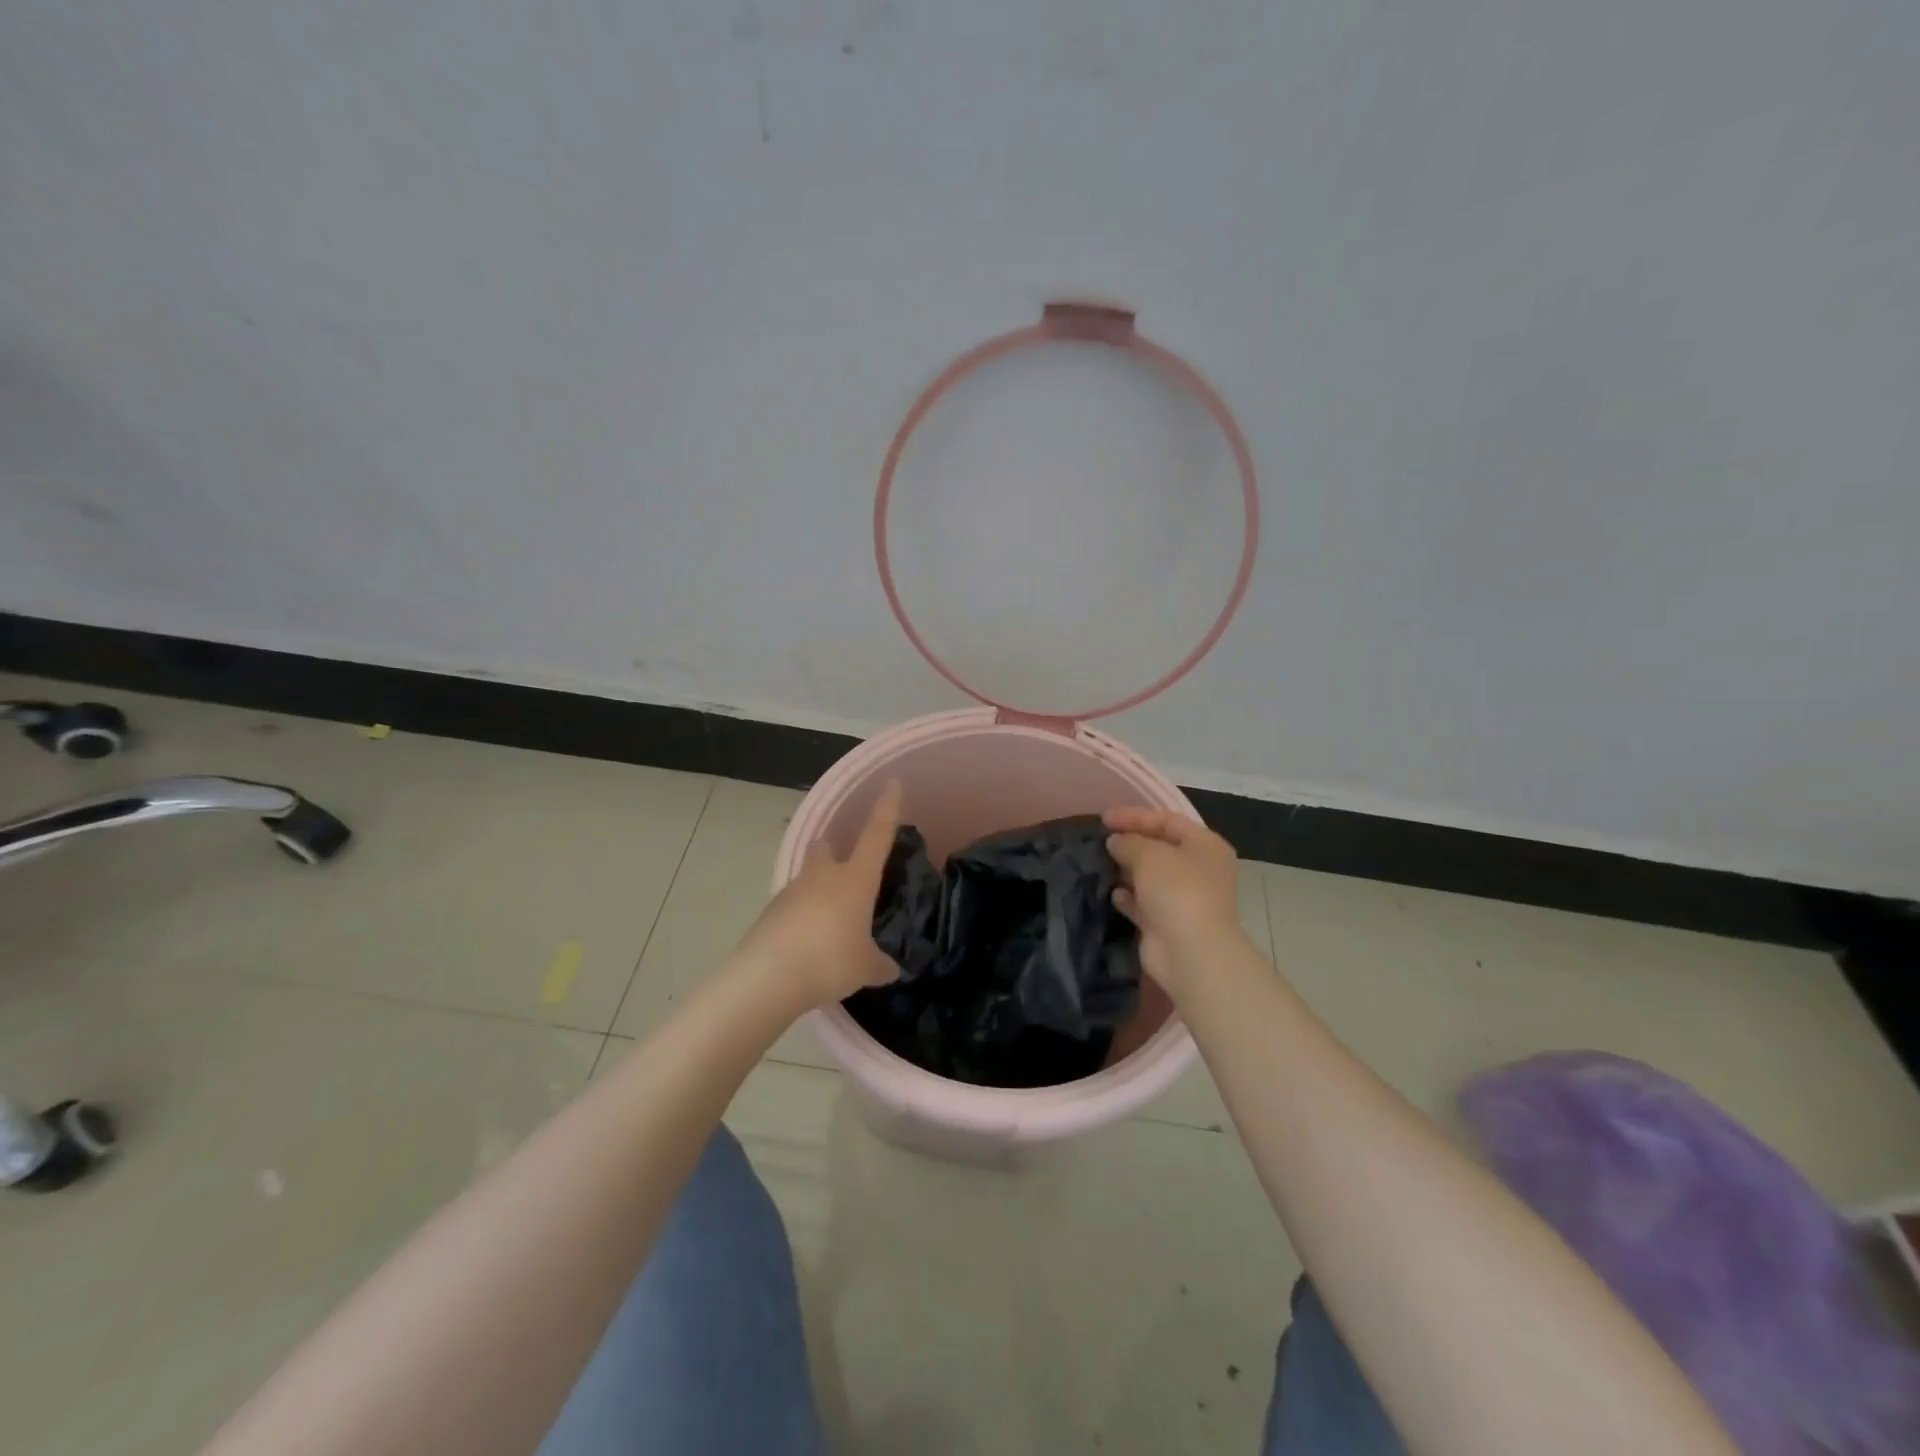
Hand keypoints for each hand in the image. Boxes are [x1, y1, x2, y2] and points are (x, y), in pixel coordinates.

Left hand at [734, 780, 903, 1012]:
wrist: (766, 979)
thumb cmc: (829, 961)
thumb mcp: (866, 968)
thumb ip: (880, 964)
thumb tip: (890, 968)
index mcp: (855, 879)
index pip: (877, 834)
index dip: (887, 808)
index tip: (892, 782)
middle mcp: (822, 876)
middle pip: (825, 847)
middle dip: (833, 854)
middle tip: (845, 878)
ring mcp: (790, 892)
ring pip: (806, 880)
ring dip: (817, 894)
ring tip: (828, 930)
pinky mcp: (768, 914)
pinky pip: (790, 910)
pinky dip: (800, 922)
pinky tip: (806, 950)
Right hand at [1104, 806, 1244, 996]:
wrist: (1191, 953)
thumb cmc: (1177, 891)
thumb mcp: (1149, 854)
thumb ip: (1128, 841)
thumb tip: (1115, 842)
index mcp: (1205, 846)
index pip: (1167, 820)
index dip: (1135, 816)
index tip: (1103, 818)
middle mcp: (1199, 870)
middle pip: (1160, 848)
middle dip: (1130, 843)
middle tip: (1101, 840)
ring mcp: (1185, 899)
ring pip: (1151, 877)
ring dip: (1127, 870)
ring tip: (1101, 863)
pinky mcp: (1168, 923)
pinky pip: (1144, 904)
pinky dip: (1129, 898)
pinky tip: (1113, 894)